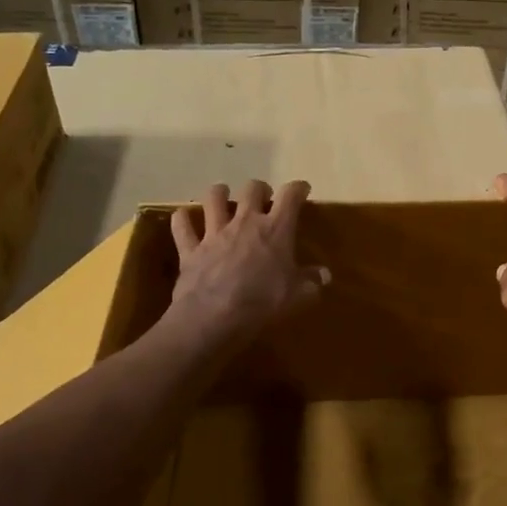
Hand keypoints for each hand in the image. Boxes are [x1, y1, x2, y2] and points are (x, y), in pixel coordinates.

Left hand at [167, 180, 328, 347]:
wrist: (215, 317)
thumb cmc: (263, 303)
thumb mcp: (297, 296)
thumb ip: (312, 282)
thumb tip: (324, 275)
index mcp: (275, 229)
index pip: (290, 196)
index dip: (298, 188)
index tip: (302, 190)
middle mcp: (245, 222)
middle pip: (252, 189)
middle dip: (260, 189)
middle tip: (263, 199)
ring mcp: (214, 232)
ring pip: (213, 198)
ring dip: (219, 194)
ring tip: (223, 197)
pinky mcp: (190, 248)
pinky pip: (182, 226)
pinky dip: (182, 220)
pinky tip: (184, 219)